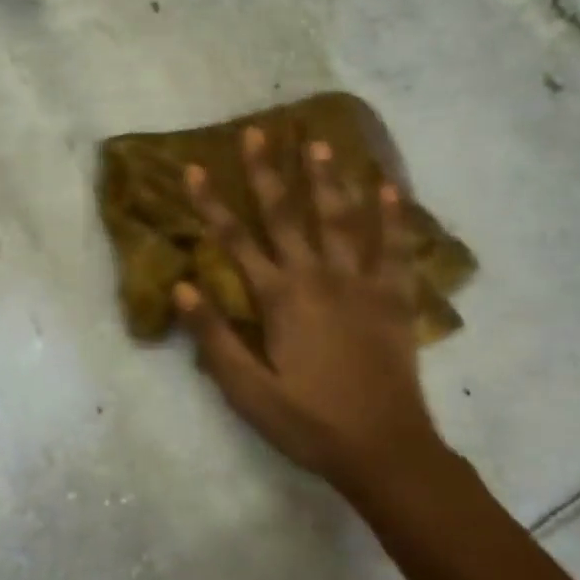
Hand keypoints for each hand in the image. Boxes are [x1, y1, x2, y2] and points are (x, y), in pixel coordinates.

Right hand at [175, 128, 444, 496]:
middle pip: (288, 216)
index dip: (211, 204)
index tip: (194, 167)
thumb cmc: (307, 421)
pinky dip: (393, 217)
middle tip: (258, 131)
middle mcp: (319, 278)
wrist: (383, 447)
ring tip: (319, 143)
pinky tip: (390, 188)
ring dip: (328, 180)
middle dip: (268, 173)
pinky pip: (395, 249)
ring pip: (342, 220)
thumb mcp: (247, 390)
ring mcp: (362, 284)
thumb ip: (214, 337)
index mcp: (280, 299)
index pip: (236, 242)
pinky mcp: (394, 299)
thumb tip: (183, 287)